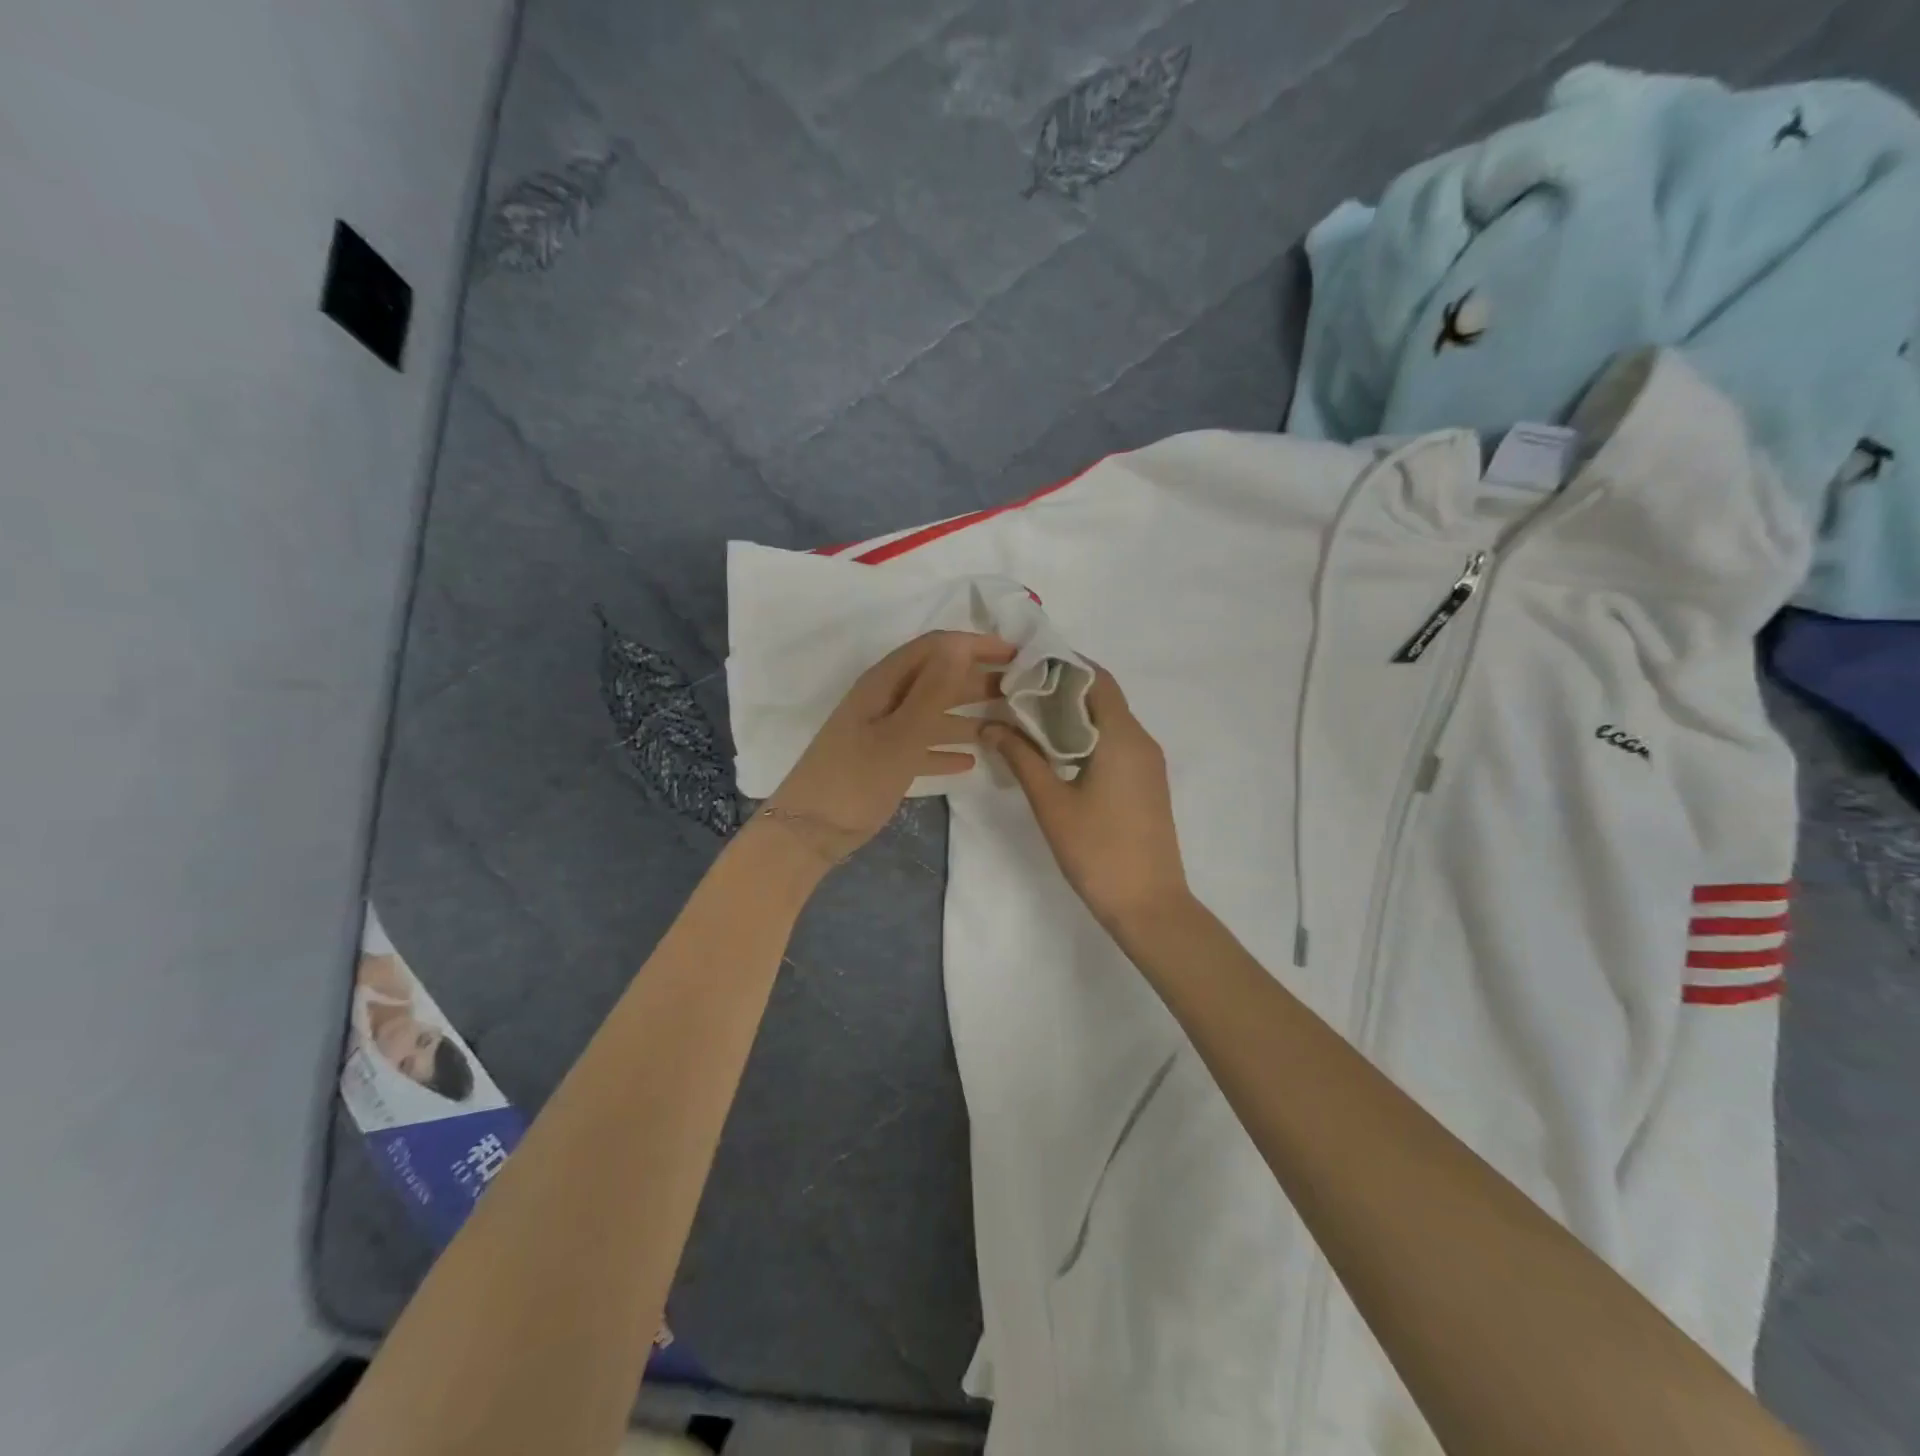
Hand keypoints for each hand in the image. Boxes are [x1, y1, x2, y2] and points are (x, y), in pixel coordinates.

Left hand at [765, 630, 1013, 862]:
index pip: (936, 647)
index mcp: (885, 683)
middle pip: (937, 677)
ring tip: (1006, 725)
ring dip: (967, 716)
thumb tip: (961, 644)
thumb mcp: (900, 734)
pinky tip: (970, 761)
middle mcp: (885, 699)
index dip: (976, 644)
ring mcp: (882, 731)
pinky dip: (945, 748)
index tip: (1018, 654)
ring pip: (933, 713)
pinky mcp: (883, 760)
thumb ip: (933, 690)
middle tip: (1021, 690)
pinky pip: (922, 745)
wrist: (808, 831)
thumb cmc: (856, 779)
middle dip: (978, 679)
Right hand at [985, 667, 1191, 930]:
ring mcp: (1147, 763)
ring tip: (1026, 719)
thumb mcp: (1051, 803)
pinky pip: (1115, 743)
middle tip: (1015, 693)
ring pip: (1108, 721)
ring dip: (1071, 714)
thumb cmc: (1098, 851)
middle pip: (1102, 697)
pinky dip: (1084, 736)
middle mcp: (1141, 740)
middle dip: (1060, 689)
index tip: (1024, 666)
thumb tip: (990, 726)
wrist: (1149, 905)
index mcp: (1122, 736)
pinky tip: (1053, 752)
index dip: (1061, 665)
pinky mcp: (1146, 783)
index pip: (1096, 678)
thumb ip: (1021, 758)